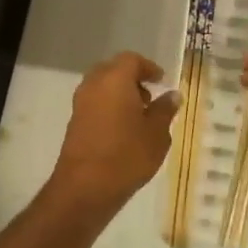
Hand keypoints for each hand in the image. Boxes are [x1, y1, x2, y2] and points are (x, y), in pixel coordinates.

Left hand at [48, 52, 180, 217]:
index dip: (148, 68)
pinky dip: (109, 106)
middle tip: (150, 97)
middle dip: (132, 79)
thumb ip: (164, 110)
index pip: (131, 60)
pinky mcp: (74, 121)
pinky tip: (123, 129)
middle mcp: (94, 84)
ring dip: (120, 93)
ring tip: (139, 116)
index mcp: (114, 79)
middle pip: (113, 70)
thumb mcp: (156, 134)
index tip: (161, 81)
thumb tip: (172, 95)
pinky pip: (95, 103)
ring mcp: (80, 103)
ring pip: (102, 86)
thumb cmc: (127, 155)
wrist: (85, 187)